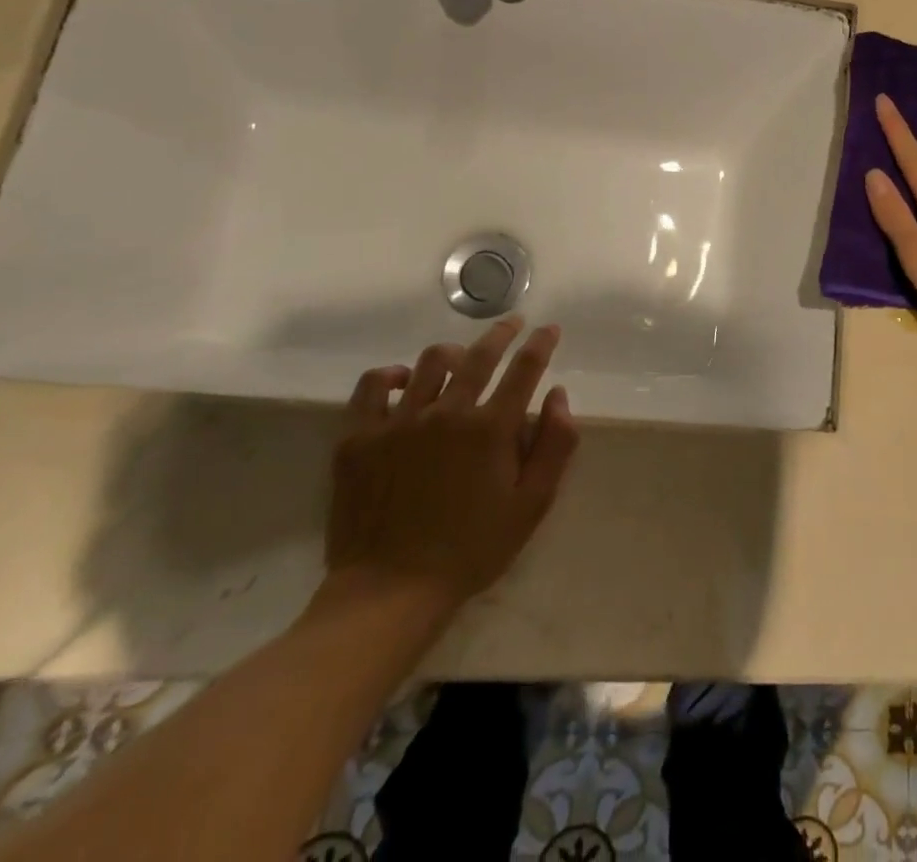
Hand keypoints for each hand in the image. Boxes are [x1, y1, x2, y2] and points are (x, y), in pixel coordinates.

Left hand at [323, 318, 578, 621]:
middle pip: (480, 355)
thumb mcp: (532, 504)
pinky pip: (372, 387)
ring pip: (430, 362)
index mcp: (490, 428)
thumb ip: (555, 445)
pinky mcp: (358, 438)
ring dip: (454, 352)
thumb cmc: (472, 549)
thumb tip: (558, 395)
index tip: (549, 329)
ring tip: (462, 357)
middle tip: (513, 325)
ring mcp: (398, 422)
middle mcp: (446, 412)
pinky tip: (403, 380)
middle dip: (502, 333)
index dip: (541, 343)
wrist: (390, 592)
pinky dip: (391, 375)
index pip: (525, 368)